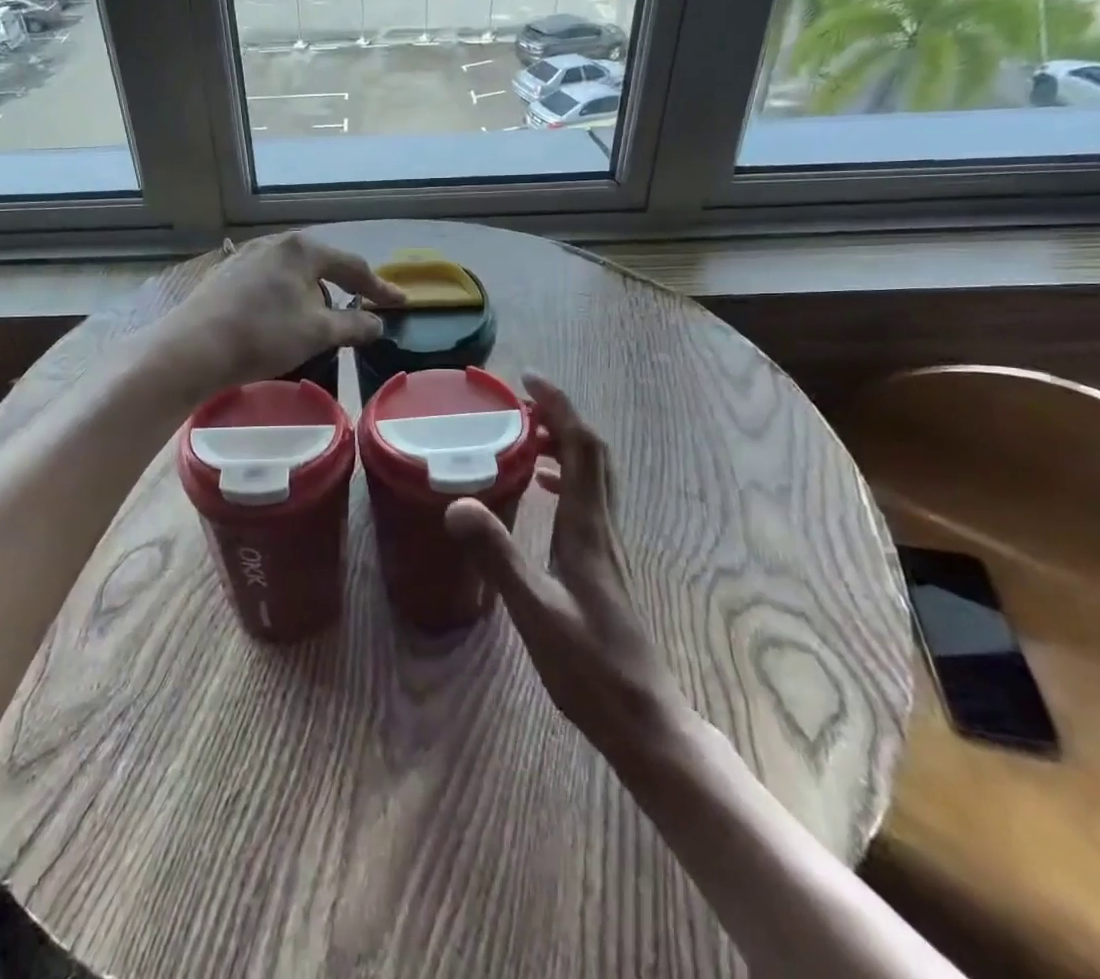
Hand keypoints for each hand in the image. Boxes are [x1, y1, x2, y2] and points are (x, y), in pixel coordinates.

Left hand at [153, 232, 404, 397]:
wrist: (193, 348)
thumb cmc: (263, 335)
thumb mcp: (318, 333)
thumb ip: (354, 326)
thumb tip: (378, 324)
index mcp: (302, 249)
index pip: (353, 267)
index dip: (380, 288)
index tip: (401, 303)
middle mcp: (274, 243)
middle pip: (321, 266)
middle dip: (341, 291)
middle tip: (357, 314)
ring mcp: (246, 256)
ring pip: (292, 275)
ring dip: (310, 297)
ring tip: (315, 324)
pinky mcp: (225, 275)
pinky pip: (268, 283)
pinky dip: (284, 300)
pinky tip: (278, 321)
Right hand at [443, 374, 685, 773]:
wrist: (642, 718)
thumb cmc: (588, 667)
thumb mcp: (534, 611)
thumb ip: (497, 556)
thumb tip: (457, 502)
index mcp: (587, 527)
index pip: (581, 447)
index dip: (559, 406)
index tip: (528, 381)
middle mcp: (602, 526)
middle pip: (592, 452)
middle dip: (561, 416)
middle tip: (520, 403)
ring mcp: (606, 544)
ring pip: (593, 474)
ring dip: (563, 444)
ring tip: (523, 437)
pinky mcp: (602, 562)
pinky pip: (587, 499)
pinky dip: (565, 476)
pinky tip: (542, 491)